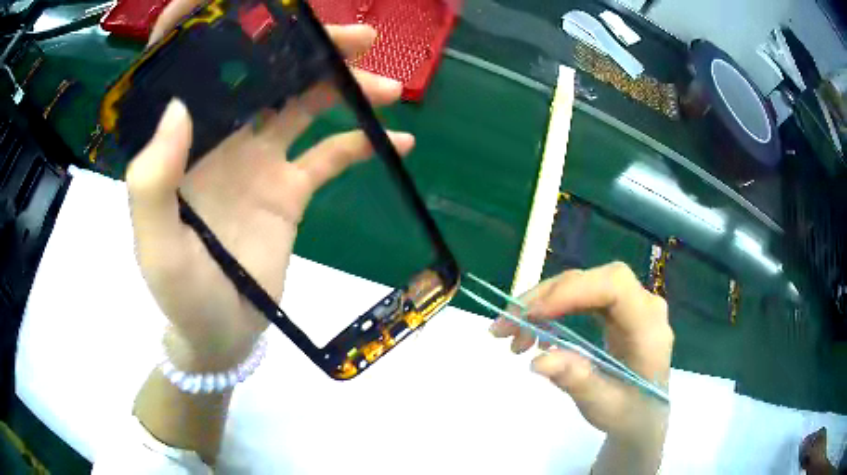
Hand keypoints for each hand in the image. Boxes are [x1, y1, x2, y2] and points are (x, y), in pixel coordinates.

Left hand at [128, 3, 412, 370]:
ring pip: (304, 104)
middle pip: (262, 72)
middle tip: (355, 37)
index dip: (201, 24)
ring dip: (344, 88)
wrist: (220, 334)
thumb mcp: (156, 248)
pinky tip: (400, 141)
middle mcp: (219, 136)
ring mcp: (258, 158)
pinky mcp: (290, 188)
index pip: (183, 68)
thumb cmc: (180, 296)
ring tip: (388, 85)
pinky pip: (331, 156)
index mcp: (180, 142)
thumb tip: (180, 107)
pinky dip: (362, 143)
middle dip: (305, 48)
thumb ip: (152, 181)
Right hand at [490, 262, 672, 441]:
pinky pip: (581, 299)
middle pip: (592, 280)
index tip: (529, 316)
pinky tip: (537, 336)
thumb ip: (577, 381)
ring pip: (582, 286)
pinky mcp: (616, 312)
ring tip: (513, 336)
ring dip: (542, 305)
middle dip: (545, 298)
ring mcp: (629, 305)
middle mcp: (643, 305)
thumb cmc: (630, 414)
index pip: (614, 286)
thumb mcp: (604, 406)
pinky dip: (553, 312)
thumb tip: (537, 360)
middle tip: (505, 327)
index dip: (571, 291)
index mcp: (649, 326)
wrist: (644, 416)